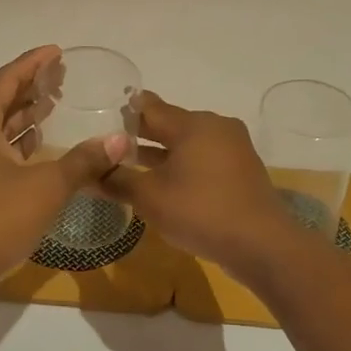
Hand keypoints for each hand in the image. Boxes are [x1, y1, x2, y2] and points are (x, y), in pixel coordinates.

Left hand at [0, 45, 129, 296]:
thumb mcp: (47, 187)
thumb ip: (84, 161)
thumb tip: (120, 141)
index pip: (7, 79)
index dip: (34, 63)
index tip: (58, 51)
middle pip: (0, 98)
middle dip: (31, 86)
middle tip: (64, 78)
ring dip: (24, 114)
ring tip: (56, 105)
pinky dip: (16, 140)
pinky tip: (39, 145)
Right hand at [102, 91, 308, 283]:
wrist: (262, 244)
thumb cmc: (201, 211)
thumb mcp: (150, 198)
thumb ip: (117, 180)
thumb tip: (89, 173)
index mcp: (193, 124)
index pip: (150, 107)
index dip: (125, 112)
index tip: (102, 117)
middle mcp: (216, 126)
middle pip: (171, 123)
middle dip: (142, 135)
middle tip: (111, 145)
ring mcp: (233, 147)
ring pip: (188, 143)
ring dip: (162, 153)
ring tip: (132, 166)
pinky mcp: (242, 169)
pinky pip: (205, 159)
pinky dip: (184, 166)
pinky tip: (167, 184)